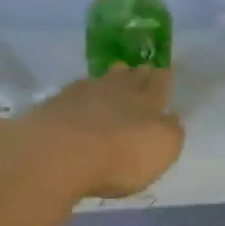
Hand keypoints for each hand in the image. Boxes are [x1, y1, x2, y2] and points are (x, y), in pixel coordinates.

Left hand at [4, 65, 184, 199]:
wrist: (57, 153)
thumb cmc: (119, 156)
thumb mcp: (162, 149)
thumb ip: (170, 132)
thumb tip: (171, 118)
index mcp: (146, 102)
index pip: (159, 85)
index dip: (163, 79)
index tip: (165, 71)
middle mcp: (115, 91)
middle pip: (130, 78)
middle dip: (138, 74)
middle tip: (141, 69)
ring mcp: (81, 95)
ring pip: (102, 81)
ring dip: (111, 78)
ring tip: (115, 74)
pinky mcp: (53, 106)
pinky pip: (75, 93)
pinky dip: (82, 93)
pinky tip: (80, 97)